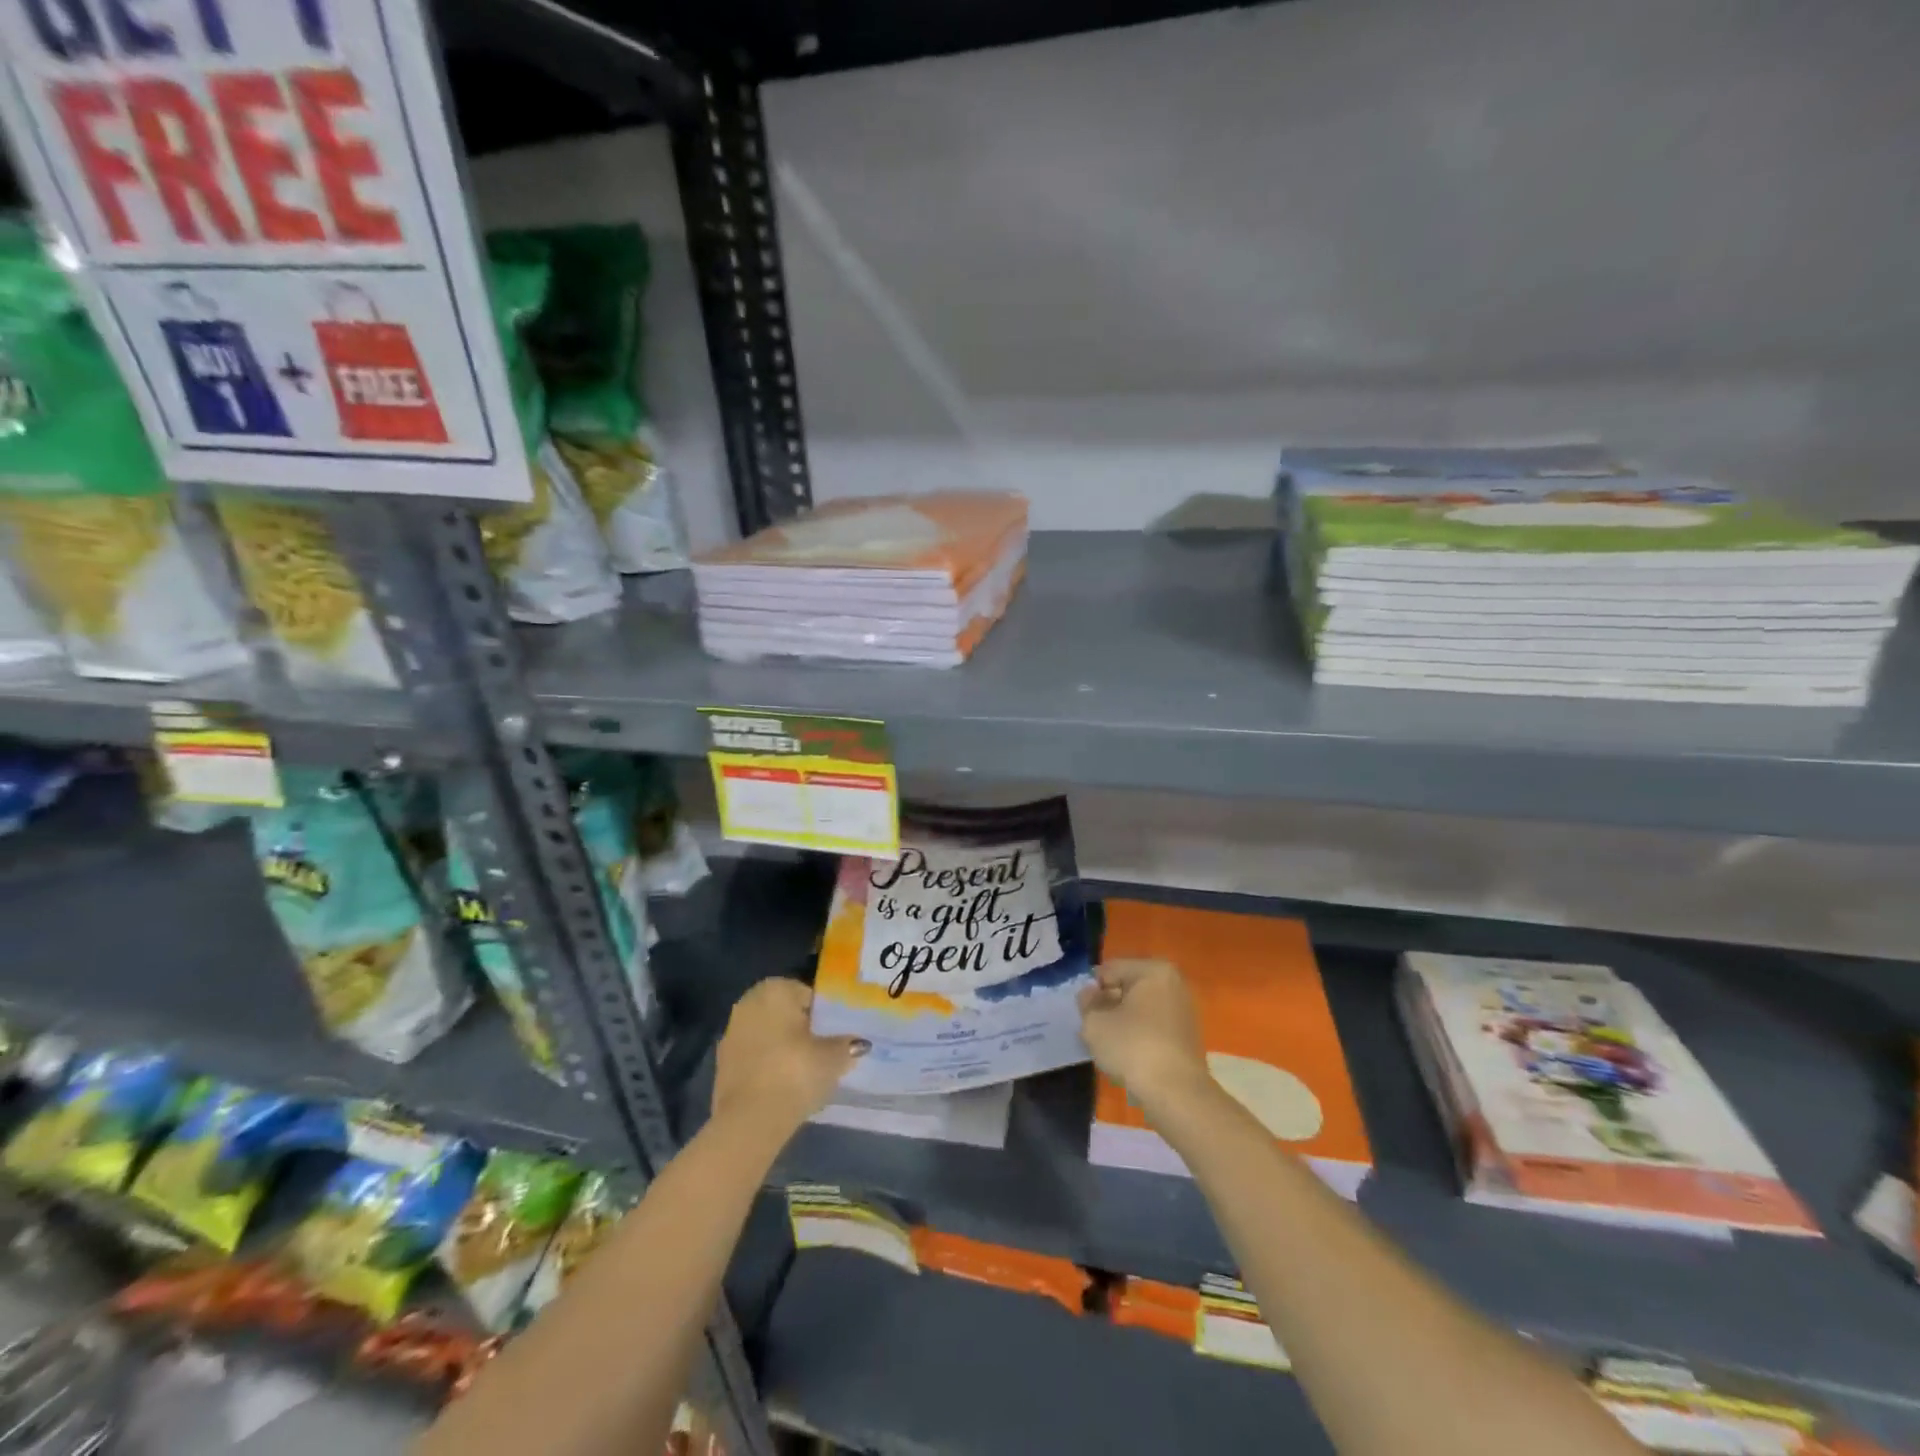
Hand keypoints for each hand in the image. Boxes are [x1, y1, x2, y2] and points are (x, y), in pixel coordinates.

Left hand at [712, 978, 866, 1135]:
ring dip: (782, 1046)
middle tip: (822, 1050)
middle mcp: (749, 1003)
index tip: (834, 1034)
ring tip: (804, 1070)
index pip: (806, 994)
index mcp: (775, 989)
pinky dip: (767, 1064)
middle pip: (784, 1012)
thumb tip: (858, 1042)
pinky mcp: (721, 1064)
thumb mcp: (833, 1057)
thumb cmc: (795, 1073)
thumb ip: (847, 1045)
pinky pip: (754, 1056)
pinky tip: (783, 1084)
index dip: (823, 1014)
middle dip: (800, 1028)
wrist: (750, 1120)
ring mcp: (731, 1033)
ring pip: (767, 1034)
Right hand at [1078, 958, 1211, 1115]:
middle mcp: (1173, 983)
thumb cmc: (1133, 1048)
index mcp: (1153, 970)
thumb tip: (1090, 994)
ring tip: (1110, 1045)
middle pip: (1127, 987)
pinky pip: (1153, 1026)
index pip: (1110, 970)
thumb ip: (1087, 1003)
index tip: (1083, 1013)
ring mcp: (1184, 1010)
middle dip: (1109, 1005)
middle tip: (1094, 1028)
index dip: (1091, 990)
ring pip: (1140, 1008)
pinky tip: (1129, 1055)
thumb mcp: (1095, 1023)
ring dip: (1123, 1021)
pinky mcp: (1187, 1035)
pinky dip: (1139, 1035)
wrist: (1177, 1094)